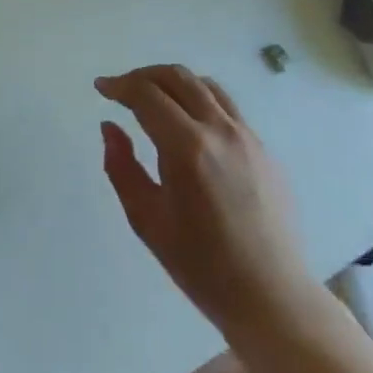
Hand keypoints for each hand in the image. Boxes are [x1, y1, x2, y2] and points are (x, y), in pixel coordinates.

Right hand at [97, 65, 321, 345]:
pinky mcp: (265, 150)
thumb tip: (110, 127)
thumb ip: (121, 166)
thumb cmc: (200, 264)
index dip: (119, 86)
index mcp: (187, 147)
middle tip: (121, 89)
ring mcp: (248, 137)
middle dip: (143, 76)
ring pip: (206, 86)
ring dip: (173, 82)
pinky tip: (187, 124)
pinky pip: (227, 107)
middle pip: (178, 78)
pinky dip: (199, 100)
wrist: (271, 296)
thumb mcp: (146, 218)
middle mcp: (220, 131)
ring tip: (153, 99)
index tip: (101, 88)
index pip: (147, 95)